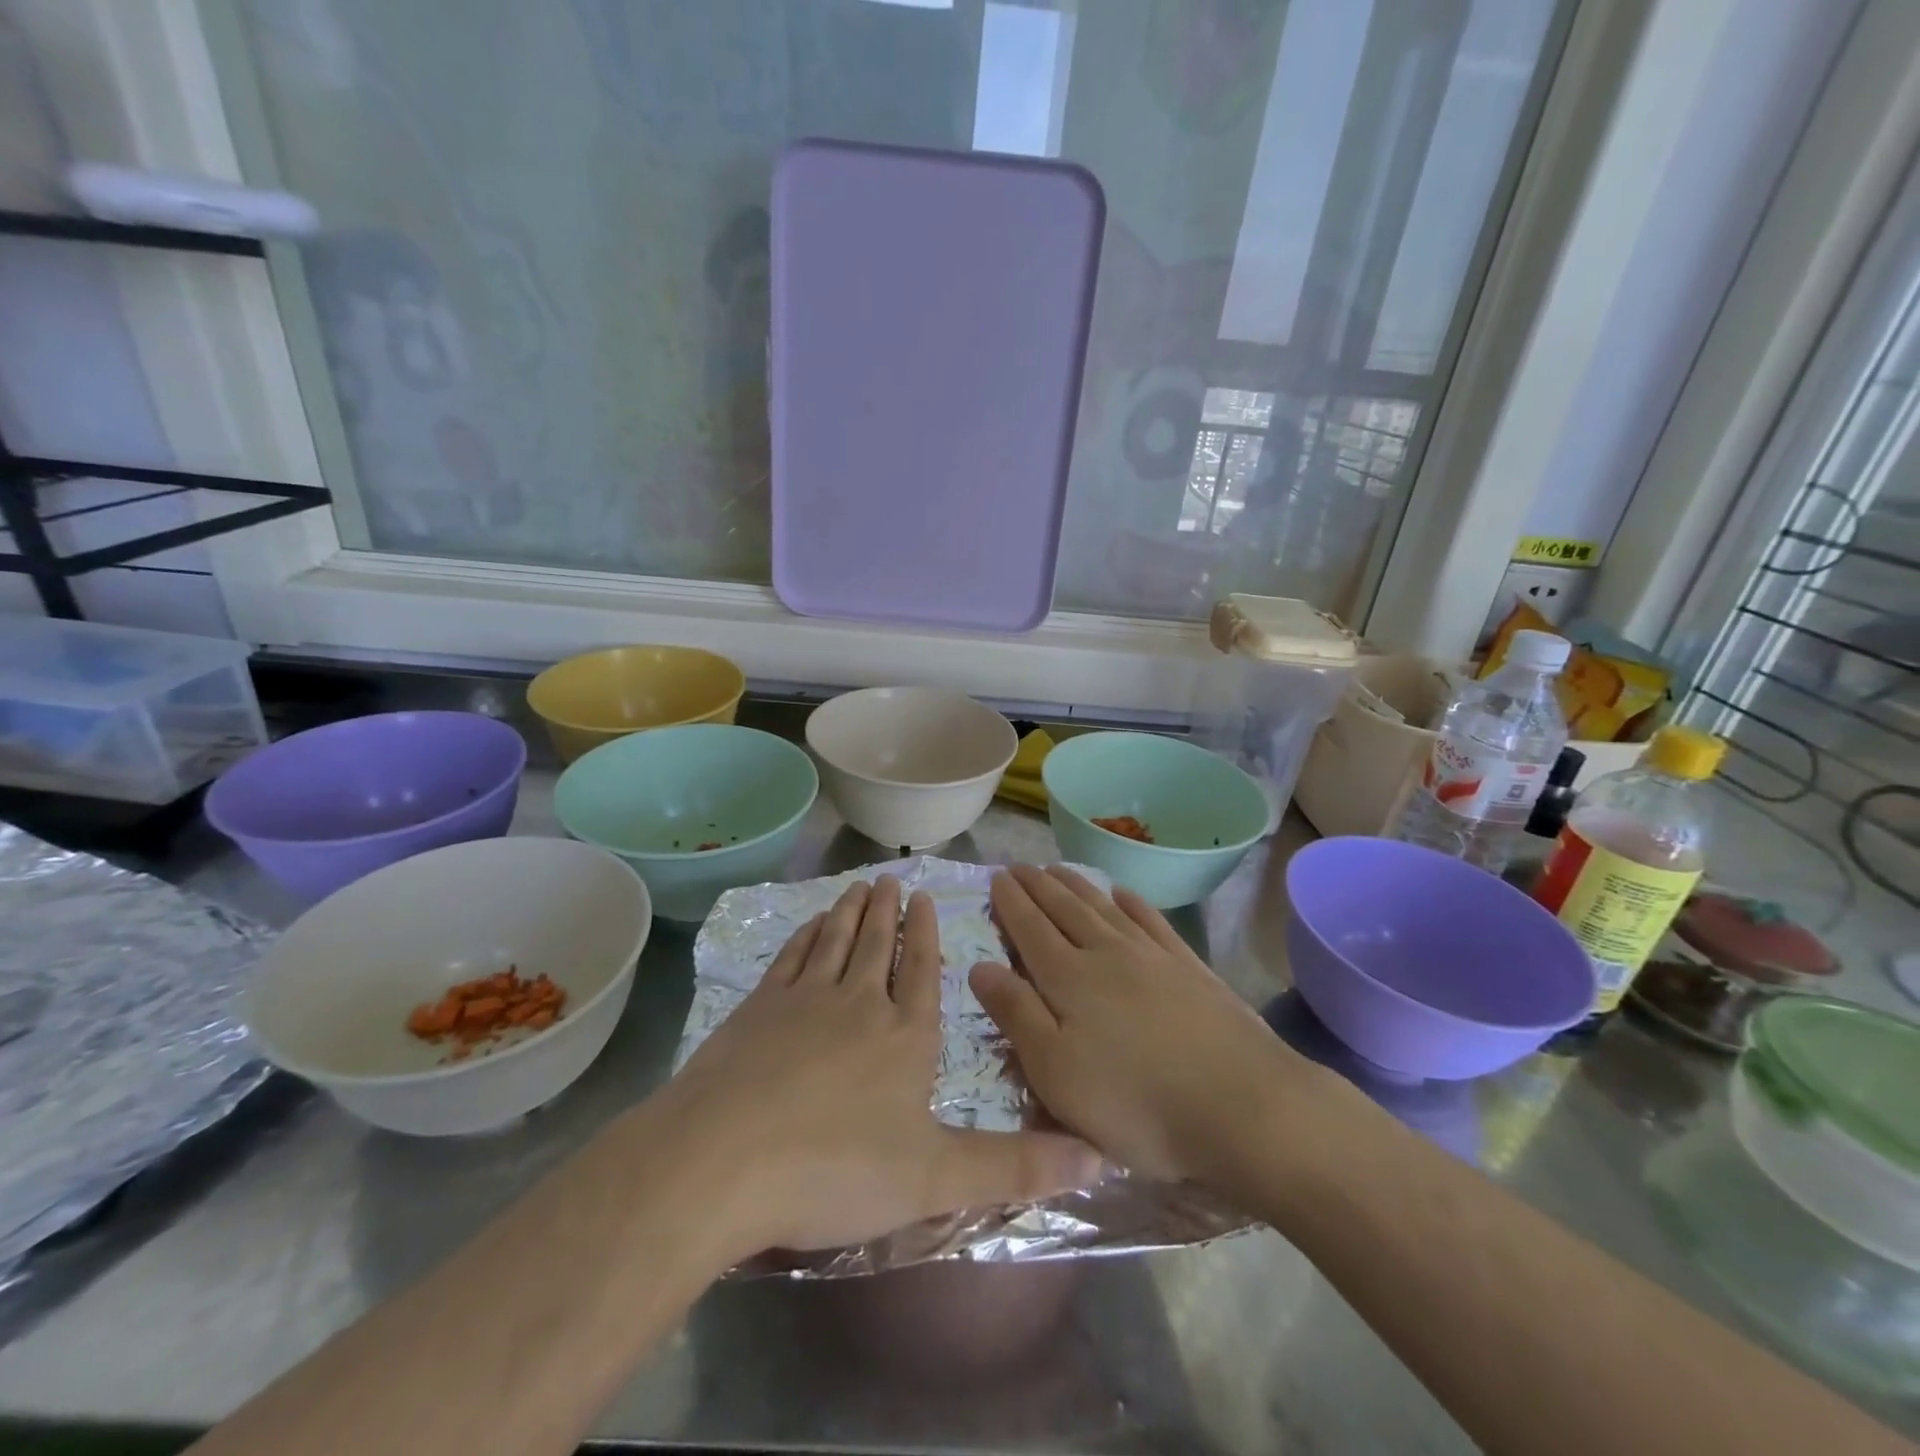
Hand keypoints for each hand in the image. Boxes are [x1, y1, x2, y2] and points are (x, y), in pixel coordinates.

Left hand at [652, 875, 1101, 1258]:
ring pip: (835, 941)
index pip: (922, 971)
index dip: (926, 934)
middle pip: (877, 945)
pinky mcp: (758, 1008)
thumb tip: (1100, 1159)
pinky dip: (805, 934)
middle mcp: (858, 1003)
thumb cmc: (836, 1169)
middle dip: (888, 910)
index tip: (925, 897)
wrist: (723, 1160)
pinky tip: (810, 924)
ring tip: (859, 886)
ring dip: (849, 911)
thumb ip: (1015, 1167)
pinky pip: (791, 956)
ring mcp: (804, 999)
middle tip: (891, 877)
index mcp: (905, 1036)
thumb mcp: (936, 1179)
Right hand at [970, 864, 1311, 1188]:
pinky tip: (1124, 893)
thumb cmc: (1136, 1103)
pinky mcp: (1190, 968)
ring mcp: (1153, 956)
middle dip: (1039, 886)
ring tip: (1058, 869)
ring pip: (1104, 908)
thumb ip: (1016, 1015)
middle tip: (1020, 866)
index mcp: (1069, 979)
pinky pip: (1152, 921)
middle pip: (1065, 910)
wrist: (1243, 1107)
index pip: (1030, 929)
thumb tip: (979, 965)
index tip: (997, 877)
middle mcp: (1107, 954)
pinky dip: (1132, 903)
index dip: (1011, 903)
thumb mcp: (1056, 1073)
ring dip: (1077, 886)